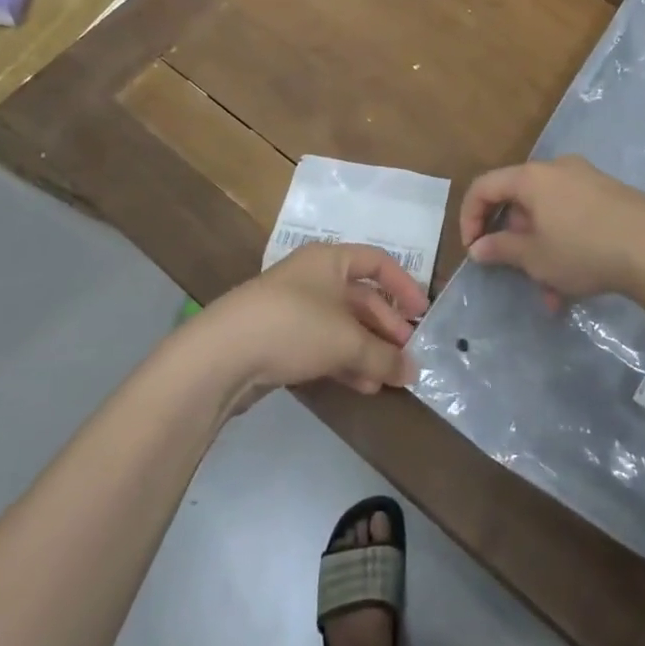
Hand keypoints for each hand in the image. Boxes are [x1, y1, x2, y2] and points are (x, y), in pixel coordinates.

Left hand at [193, 243, 429, 404]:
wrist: (222, 355)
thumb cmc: (293, 326)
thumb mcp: (346, 340)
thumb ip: (384, 355)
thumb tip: (414, 371)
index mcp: (330, 260)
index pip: (377, 262)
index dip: (403, 285)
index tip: (422, 313)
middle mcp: (314, 278)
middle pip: (361, 297)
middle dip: (387, 326)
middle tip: (408, 354)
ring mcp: (295, 309)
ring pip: (343, 326)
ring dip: (368, 350)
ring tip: (390, 377)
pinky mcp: (279, 340)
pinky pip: (323, 345)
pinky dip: (345, 362)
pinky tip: (363, 386)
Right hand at [460, 156, 644, 303]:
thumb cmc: (583, 249)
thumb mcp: (535, 256)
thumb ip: (501, 249)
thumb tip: (478, 247)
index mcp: (531, 176)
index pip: (484, 186)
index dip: (469, 218)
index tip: (473, 250)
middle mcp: (557, 169)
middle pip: (519, 202)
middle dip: (515, 244)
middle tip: (516, 275)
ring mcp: (587, 180)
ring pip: (548, 216)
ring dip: (542, 254)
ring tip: (553, 296)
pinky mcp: (609, 195)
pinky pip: (572, 217)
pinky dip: (565, 245)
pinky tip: (576, 284)